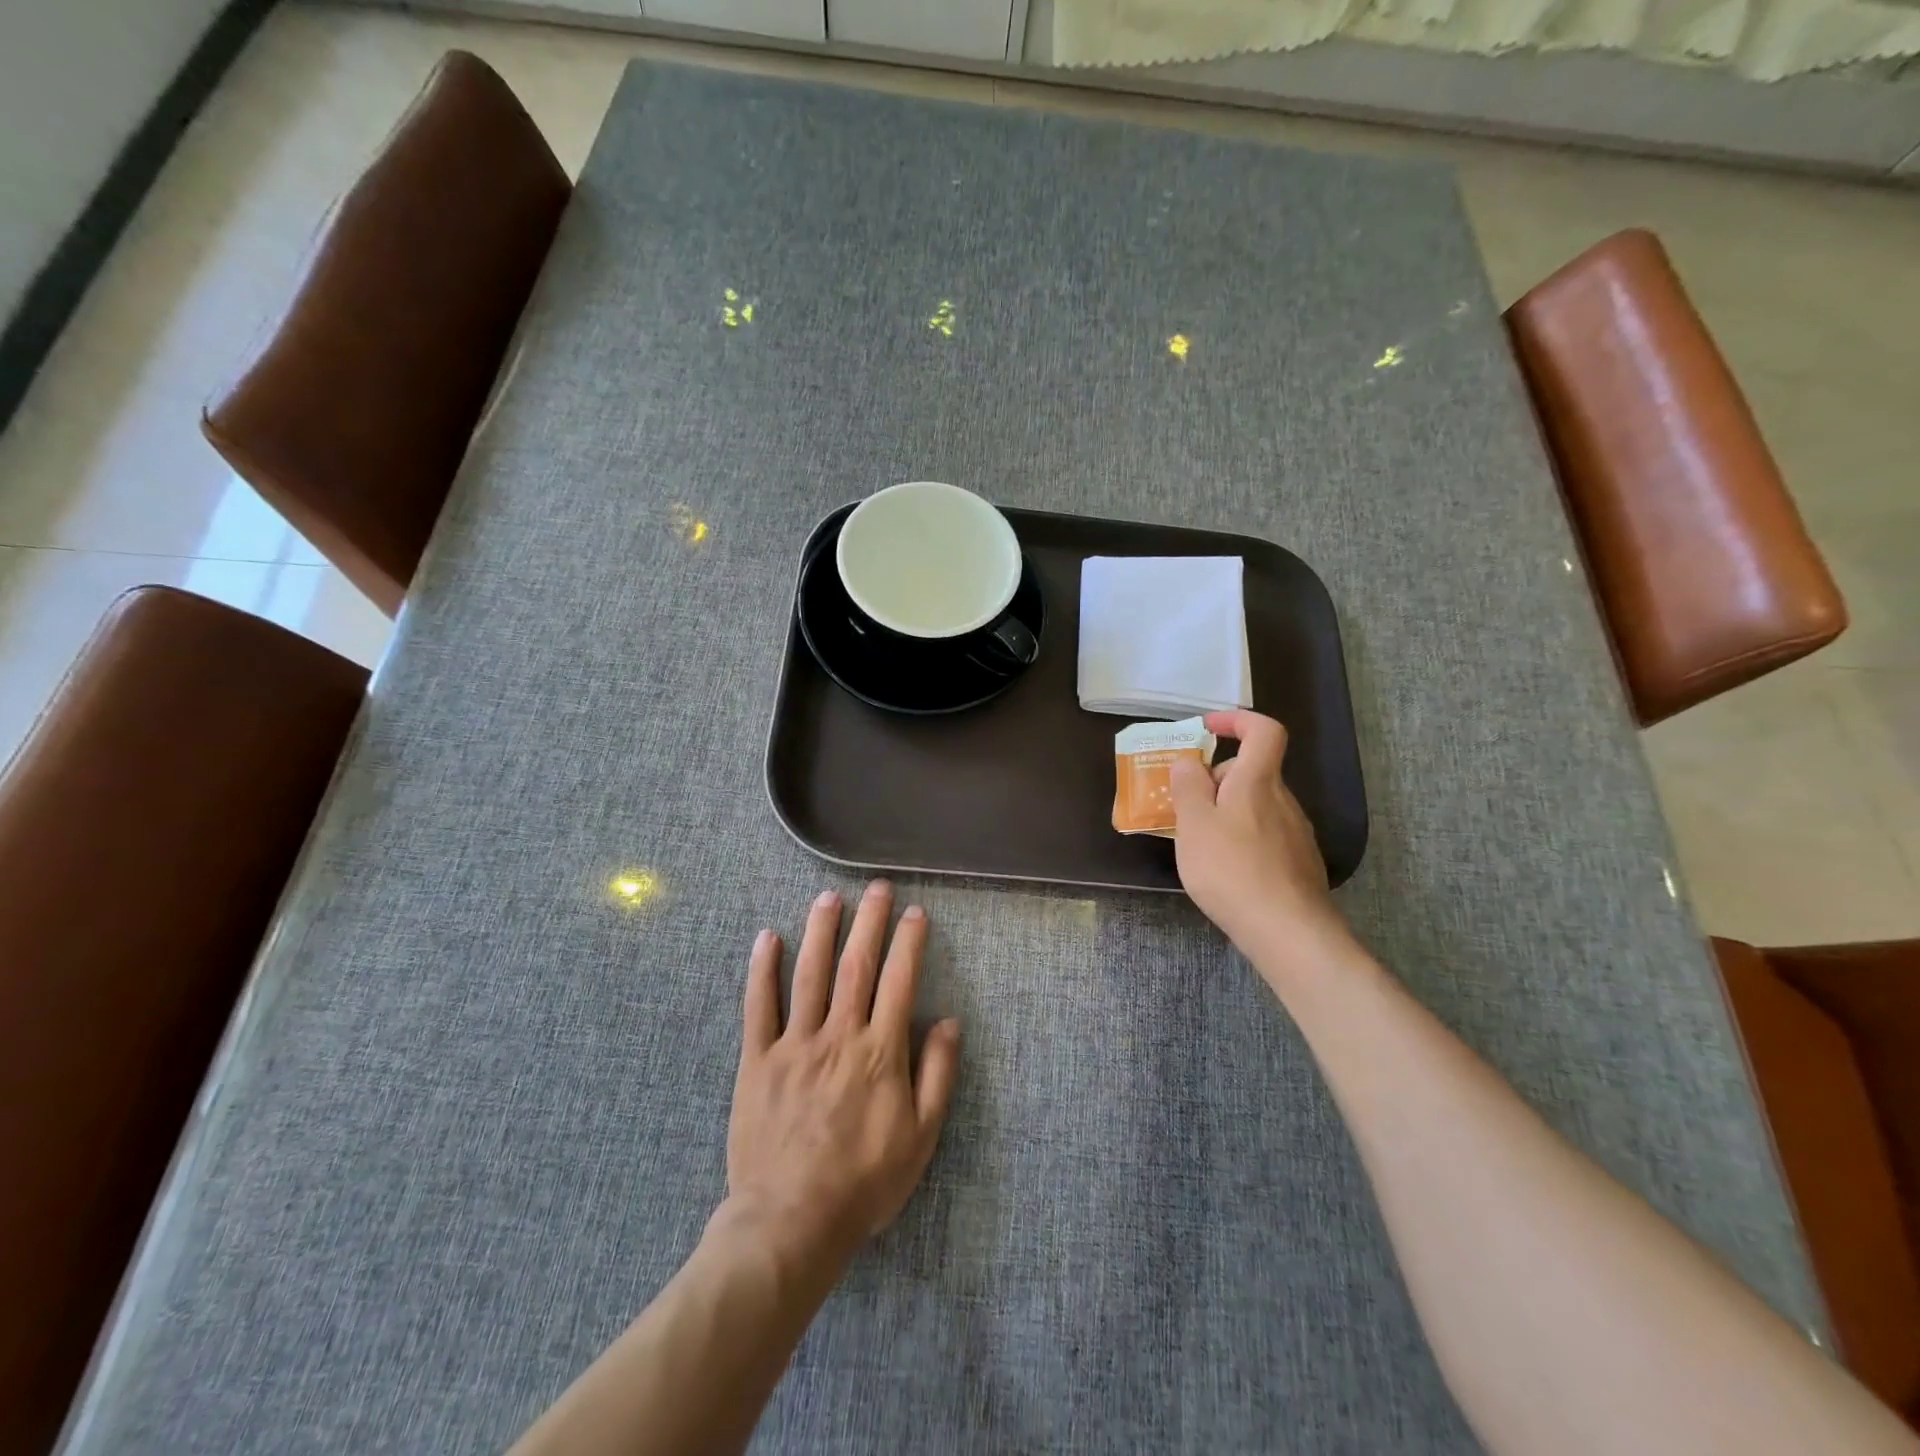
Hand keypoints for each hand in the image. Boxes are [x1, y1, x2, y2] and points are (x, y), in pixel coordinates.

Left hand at [726, 881, 961, 1264]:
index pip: (900, 982)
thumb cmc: (864, 1182)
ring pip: (809, 974)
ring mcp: (794, 1044)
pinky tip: (768, 937)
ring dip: (820, 931)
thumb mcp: (921, 1137)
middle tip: (877, 887)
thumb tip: (950, 1021)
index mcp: (880, 1052)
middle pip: (856, 966)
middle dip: (869, 921)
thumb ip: (937, 1075)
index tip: (916, 912)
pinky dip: (763, 969)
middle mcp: (838, 1036)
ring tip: (829, 897)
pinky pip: (758, 1006)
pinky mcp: (757, 1060)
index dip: (909, 942)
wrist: (791, 1222)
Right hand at [1171, 710, 1355, 977]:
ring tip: (1198, 842)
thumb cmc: (1232, 870)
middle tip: (1184, 806)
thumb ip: (1188, 787)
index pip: (1264, 730)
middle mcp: (1283, 800)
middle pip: (1252, 772)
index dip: (1237, 720)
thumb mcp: (1194, 825)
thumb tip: (1190, 762)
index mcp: (1258, 782)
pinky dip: (1241, 838)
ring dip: (1226, 812)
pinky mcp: (1298, 863)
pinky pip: (1265, 834)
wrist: (1288, 931)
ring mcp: (1296, 833)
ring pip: (1257, 806)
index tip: (1206, 729)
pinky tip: (1225, 870)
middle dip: (1216, 780)